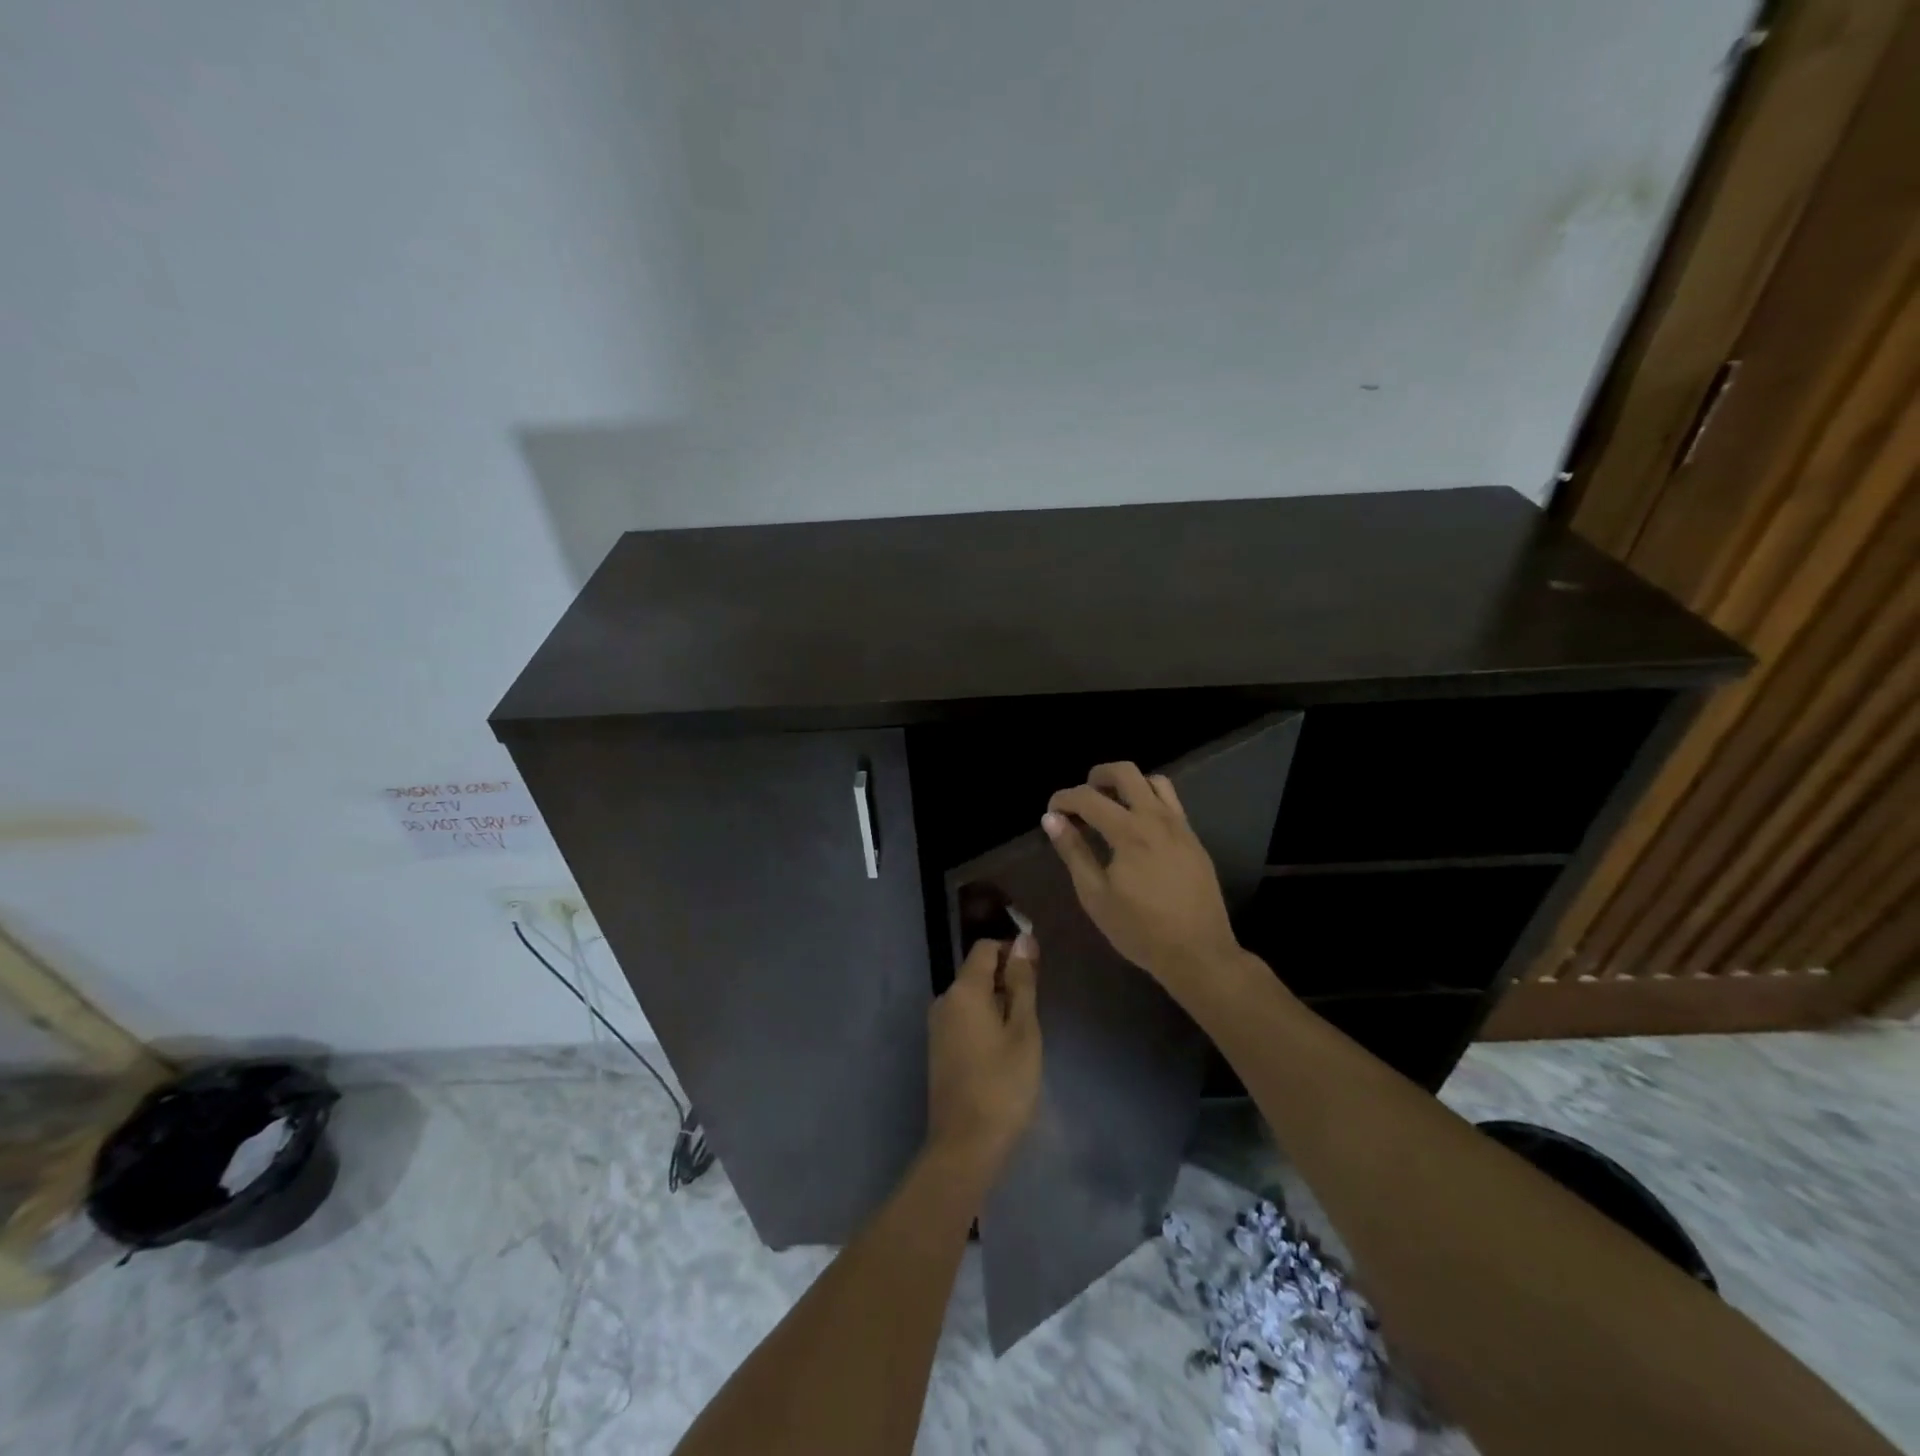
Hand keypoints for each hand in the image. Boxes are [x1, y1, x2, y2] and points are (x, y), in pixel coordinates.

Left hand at [926, 935, 1041, 1178]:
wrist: (965, 1146)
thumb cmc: (1003, 1085)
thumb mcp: (1023, 1031)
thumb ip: (1022, 983)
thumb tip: (1024, 940)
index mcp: (963, 990)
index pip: (985, 949)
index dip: (1012, 951)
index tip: (1037, 973)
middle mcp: (944, 1000)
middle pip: (977, 972)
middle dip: (1007, 981)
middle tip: (1035, 1011)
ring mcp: (937, 1026)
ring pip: (972, 997)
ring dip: (998, 1004)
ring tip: (1023, 1034)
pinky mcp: (938, 1048)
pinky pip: (964, 1018)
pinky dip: (984, 1022)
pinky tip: (1003, 1050)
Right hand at [1044, 762, 1242, 993]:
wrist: (1198, 953)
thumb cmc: (1140, 929)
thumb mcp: (1095, 895)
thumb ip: (1073, 852)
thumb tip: (1052, 819)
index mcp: (1129, 832)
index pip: (1088, 797)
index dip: (1064, 799)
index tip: (1052, 813)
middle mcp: (1156, 818)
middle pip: (1125, 772)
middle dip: (1097, 776)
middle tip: (1082, 798)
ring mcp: (1180, 826)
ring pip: (1154, 781)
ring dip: (1128, 784)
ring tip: (1112, 806)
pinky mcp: (1193, 838)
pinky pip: (1171, 802)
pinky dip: (1149, 800)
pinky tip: (1138, 827)